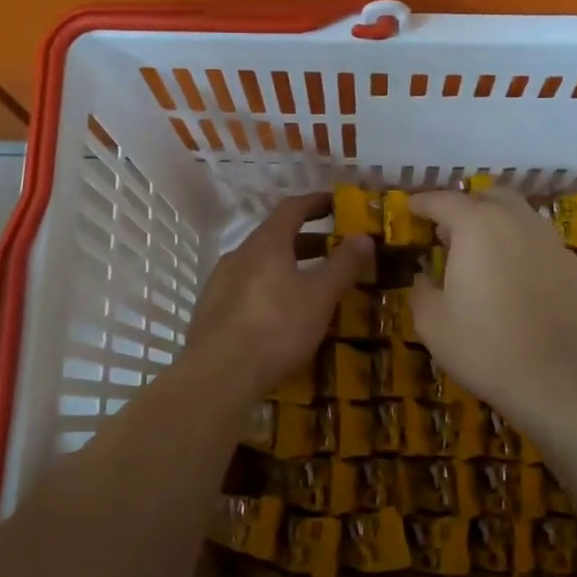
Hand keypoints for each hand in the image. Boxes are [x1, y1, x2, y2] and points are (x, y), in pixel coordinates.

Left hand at [186, 192, 372, 401]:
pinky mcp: (211, 310)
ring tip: (310, 284)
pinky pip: (246, 288)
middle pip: (275, 236)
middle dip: (306, 239)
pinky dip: (269, 288)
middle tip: (333, 250)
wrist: (219, 374)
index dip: (316, 202)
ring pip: (259, 264)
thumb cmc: (277, 328)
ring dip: (286, 265)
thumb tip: (364, 236)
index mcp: (266, 244)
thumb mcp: (320, 296)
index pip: (292, 208)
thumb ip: (343, 264)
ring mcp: (220, 282)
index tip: (336, 203)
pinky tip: (279, 313)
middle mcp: (239, 255)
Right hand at [408, 189, 576, 422]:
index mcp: (476, 226)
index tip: (410, 209)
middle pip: (488, 196)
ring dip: (495, 223)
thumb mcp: (431, 322)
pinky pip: (537, 240)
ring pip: (518, 215)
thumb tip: (425, 276)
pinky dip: (518, 245)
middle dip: (466, 206)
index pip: (444, 201)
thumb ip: (422, 289)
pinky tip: (511, 275)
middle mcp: (516, 221)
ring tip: (479, 252)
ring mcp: (549, 240)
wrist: (556, 379)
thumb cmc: (483, 346)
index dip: (423, 203)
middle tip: (447, 230)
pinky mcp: (570, 265)